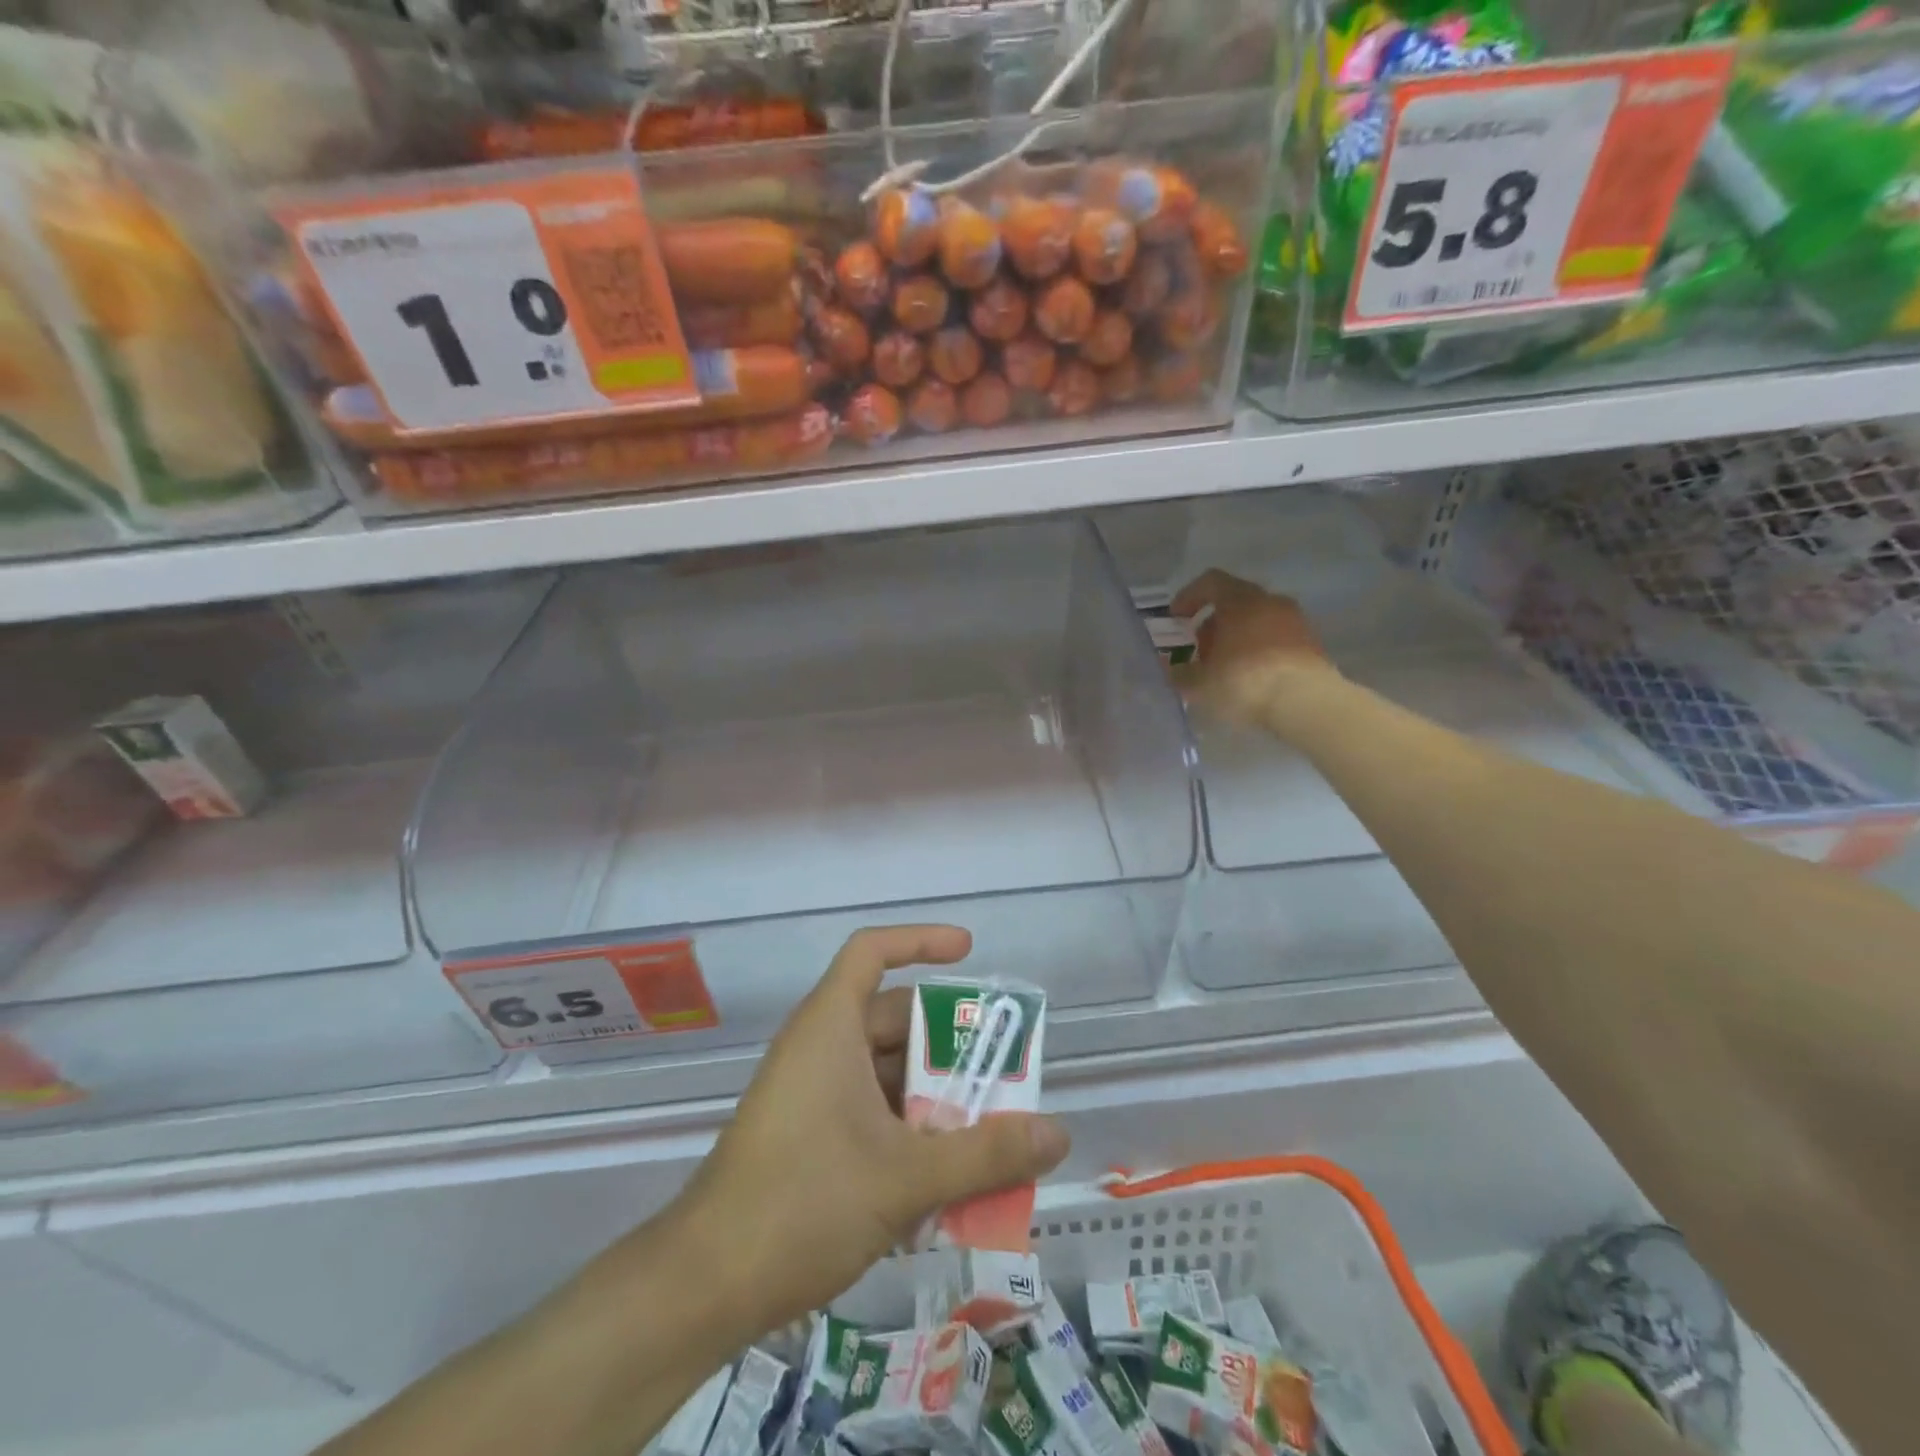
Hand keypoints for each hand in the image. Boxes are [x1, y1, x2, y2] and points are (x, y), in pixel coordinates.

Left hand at [676, 925, 1069, 1336]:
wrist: (703, 1287)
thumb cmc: (803, 1202)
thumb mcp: (905, 1178)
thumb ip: (986, 1155)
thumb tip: (1059, 1135)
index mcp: (831, 1027)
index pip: (872, 950)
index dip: (920, 940)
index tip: (969, 951)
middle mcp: (819, 1047)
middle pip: (894, 1019)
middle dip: (950, 1044)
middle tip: (1003, 1070)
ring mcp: (810, 1093)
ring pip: (886, 1073)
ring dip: (935, 1098)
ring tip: (988, 1131)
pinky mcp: (807, 1135)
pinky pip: (870, 1111)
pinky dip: (909, 1131)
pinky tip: (945, 1179)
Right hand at [1171, 569, 1336, 725]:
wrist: (1306, 704)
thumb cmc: (1245, 682)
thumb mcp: (1199, 683)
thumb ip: (1180, 672)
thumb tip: (1174, 669)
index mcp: (1240, 600)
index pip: (1210, 582)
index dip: (1188, 597)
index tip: (1176, 620)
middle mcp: (1271, 602)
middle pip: (1235, 602)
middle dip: (1213, 624)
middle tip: (1199, 650)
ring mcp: (1296, 622)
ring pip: (1257, 621)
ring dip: (1236, 638)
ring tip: (1223, 668)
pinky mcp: (1311, 645)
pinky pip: (1275, 639)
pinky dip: (1258, 651)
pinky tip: (1249, 679)